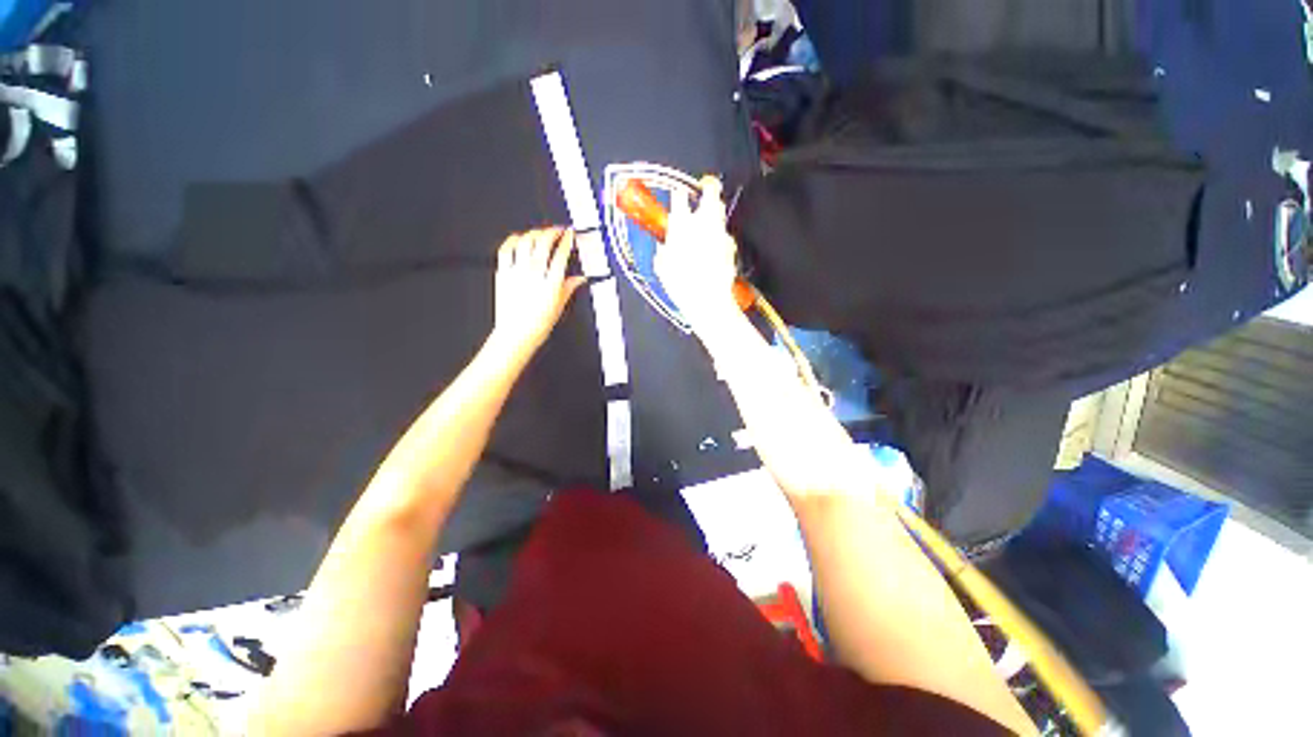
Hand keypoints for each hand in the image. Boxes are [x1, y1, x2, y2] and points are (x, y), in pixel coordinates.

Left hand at [488, 228, 585, 360]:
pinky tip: (519, 237)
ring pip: (526, 242)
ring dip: (535, 233)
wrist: (516, 333)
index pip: (561, 254)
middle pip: (543, 243)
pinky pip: (506, 249)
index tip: (570, 235)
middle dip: (552, 232)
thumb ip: (569, 288)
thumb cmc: (537, 324)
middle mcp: (534, 274)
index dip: (567, 240)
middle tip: (557, 230)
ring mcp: (517, 271)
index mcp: (551, 283)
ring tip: (541, 232)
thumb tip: (579, 279)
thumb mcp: (560, 306)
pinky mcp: (503, 272)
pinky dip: (513, 240)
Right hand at [654, 175, 740, 332]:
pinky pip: (725, 235)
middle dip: (709, 187)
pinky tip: (714, 247)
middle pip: (711, 193)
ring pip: (720, 211)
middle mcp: (703, 223)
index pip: (679, 197)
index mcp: (681, 225)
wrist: (707, 300)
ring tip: (708, 218)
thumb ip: (664, 251)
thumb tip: (664, 247)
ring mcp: (720, 233)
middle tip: (705, 188)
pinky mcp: (730, 246)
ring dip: (714, 211)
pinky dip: (720, 237)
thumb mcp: (662, 268)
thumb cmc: (682, 285)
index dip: (679, 194)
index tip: (678, 195)